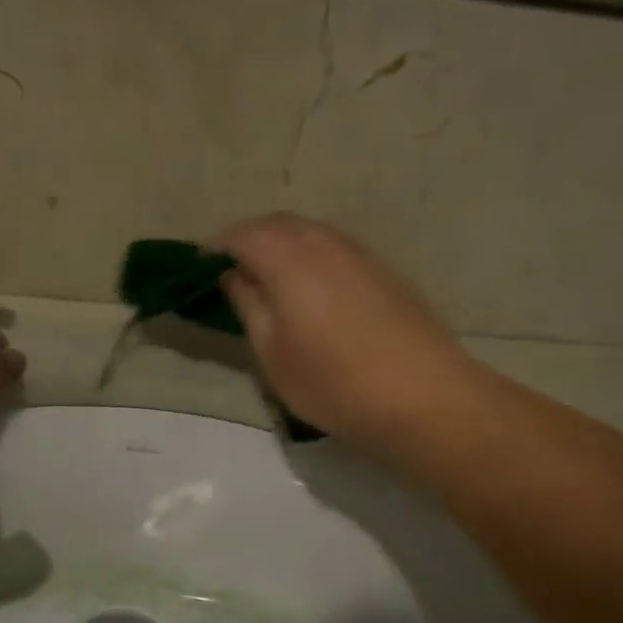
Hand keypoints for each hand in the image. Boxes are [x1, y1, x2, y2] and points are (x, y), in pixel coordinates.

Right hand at [216, 214, 483, 455]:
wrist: (424, 397)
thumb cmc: (334, 383)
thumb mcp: (273, 354)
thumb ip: (248, 306)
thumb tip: (234, 276)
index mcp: (289, 259)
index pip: (242, 235)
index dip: (215, 246)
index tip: (199, 265)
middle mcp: (324, 243)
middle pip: (276, 225)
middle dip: (248, 239)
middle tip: (229, 270)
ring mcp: (359, 253)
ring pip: (309, 233)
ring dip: (281, 245)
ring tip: (267, 279)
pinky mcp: (384, 270)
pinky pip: (334, 248)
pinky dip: (310, 256)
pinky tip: (310, 289)